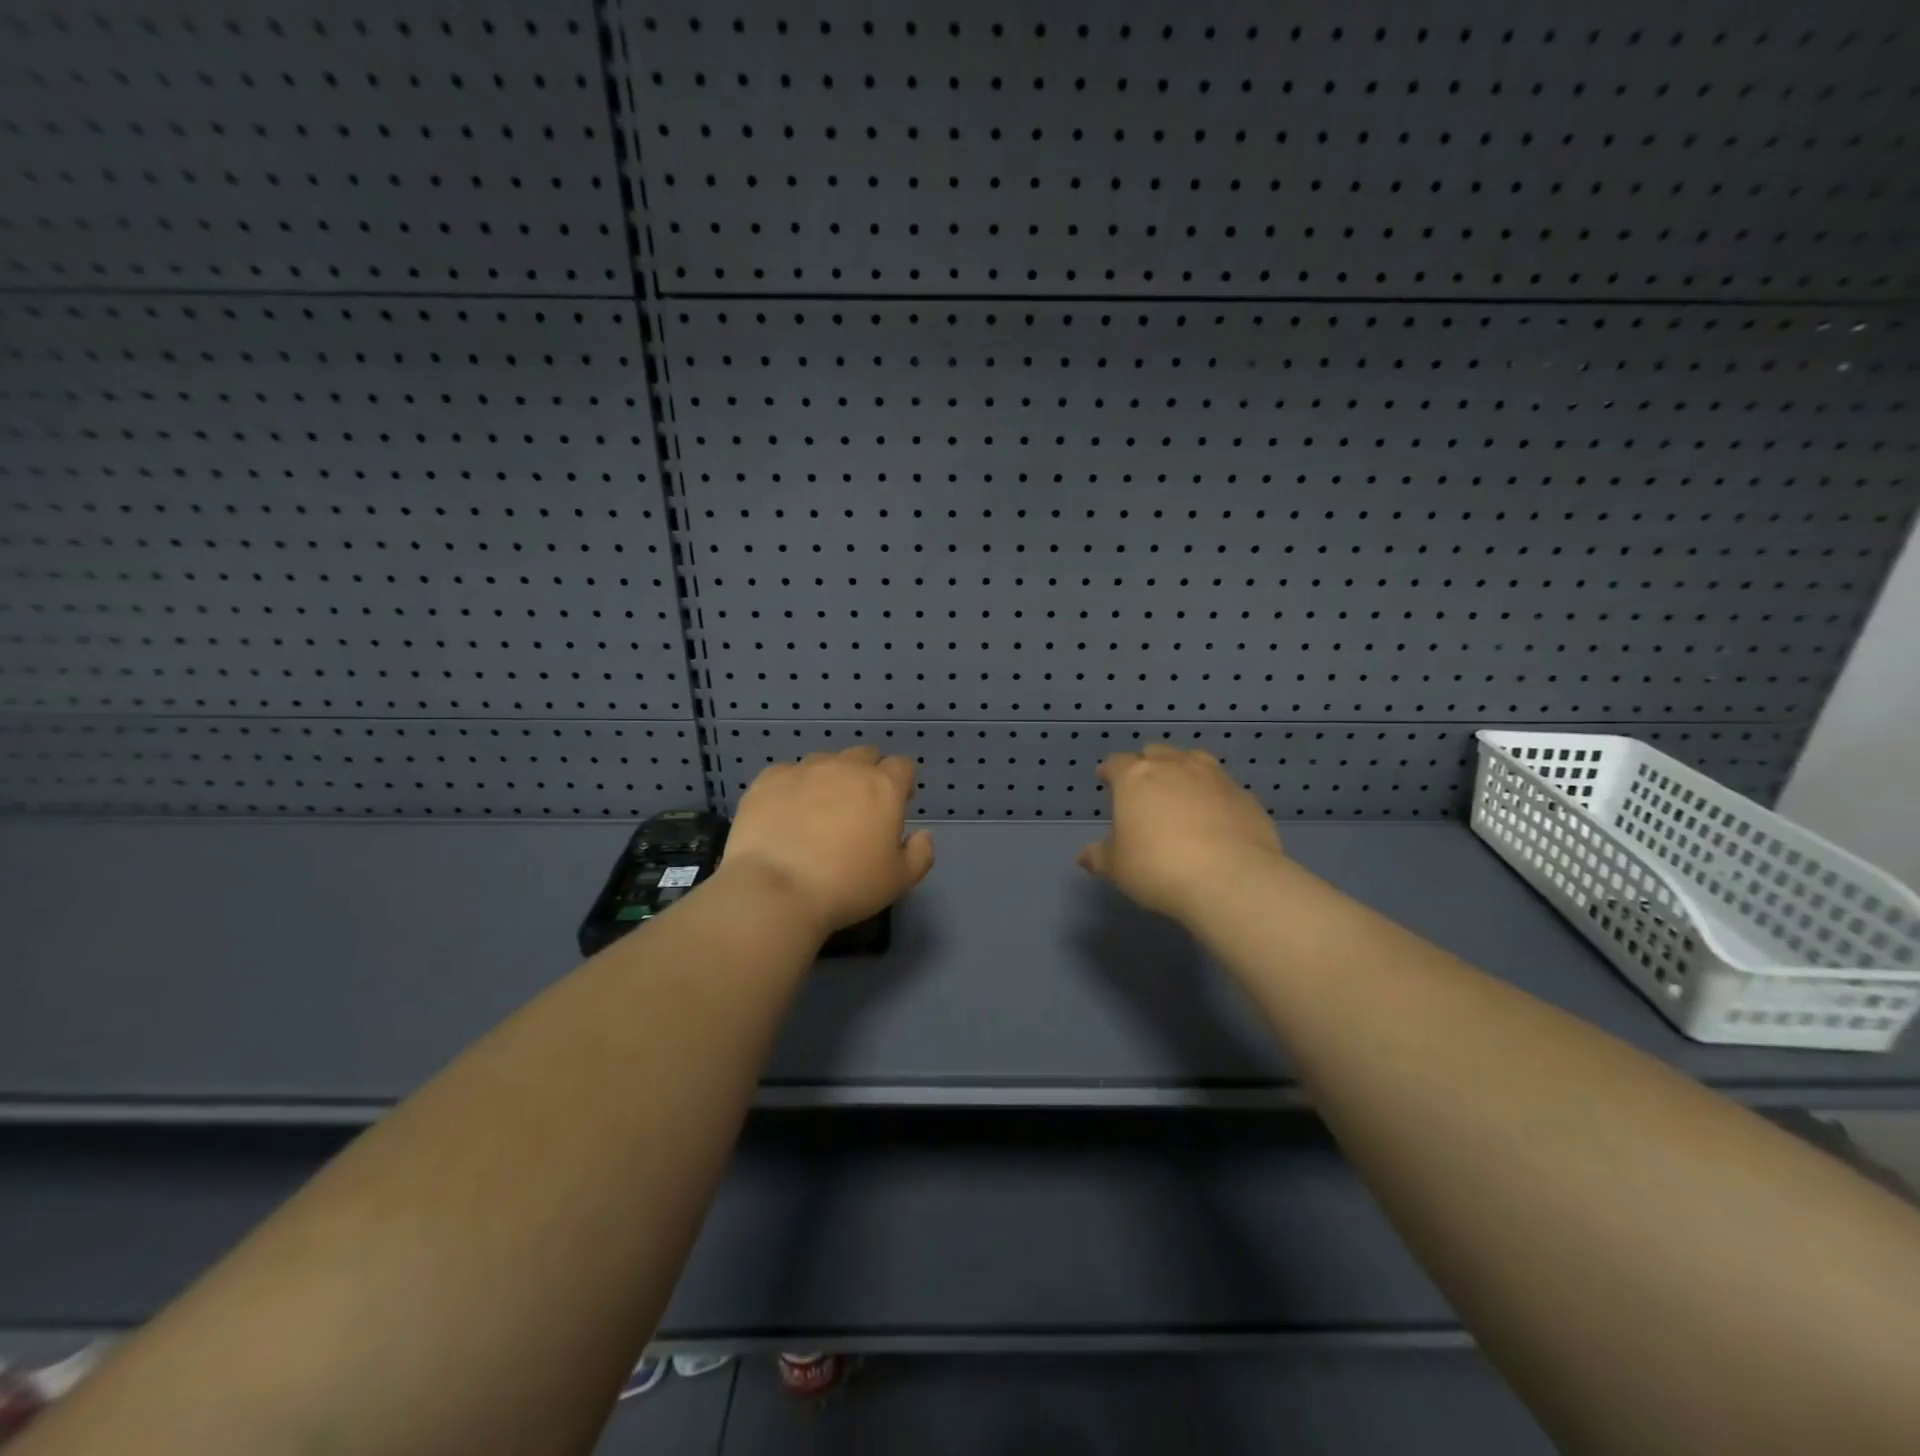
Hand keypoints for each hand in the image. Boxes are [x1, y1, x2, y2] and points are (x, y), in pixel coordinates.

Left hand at [721, 746, 934, 937]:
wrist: (775, 890)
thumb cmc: (847, 886)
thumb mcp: (899, 880)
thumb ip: (920, 853)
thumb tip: (923, 834)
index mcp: (883, 787)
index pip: (903, 766)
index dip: (902, 783)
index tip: (896, 806)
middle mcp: (845, 768)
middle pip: (865, 755)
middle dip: (868, 774)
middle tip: (859, 809)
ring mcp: (804, 770)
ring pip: (826, 761)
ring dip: (830, 778)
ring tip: (819, 811)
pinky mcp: (768, 780)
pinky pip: (788, 773)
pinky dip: (793, 787)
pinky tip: (786, 813)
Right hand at [1078, 744, 1283, 921]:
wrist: (1230, 878)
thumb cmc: (1158, 867)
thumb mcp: (1117, 867)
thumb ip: (1100, 856)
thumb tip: (1085, 856)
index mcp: (1136, 777)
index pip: (1117, 762)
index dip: (1110, 770)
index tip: (1106, 779)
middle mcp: (1175, 766)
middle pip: (1157, 753)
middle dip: (1148, 765)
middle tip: (1144, 787)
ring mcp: (1215, 777)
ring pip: (1194, 760)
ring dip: (1184, 771)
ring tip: (1182, 793)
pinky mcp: (1246, 796)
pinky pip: (1224, 788)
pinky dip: (1215, 797)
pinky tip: (1216, 818)